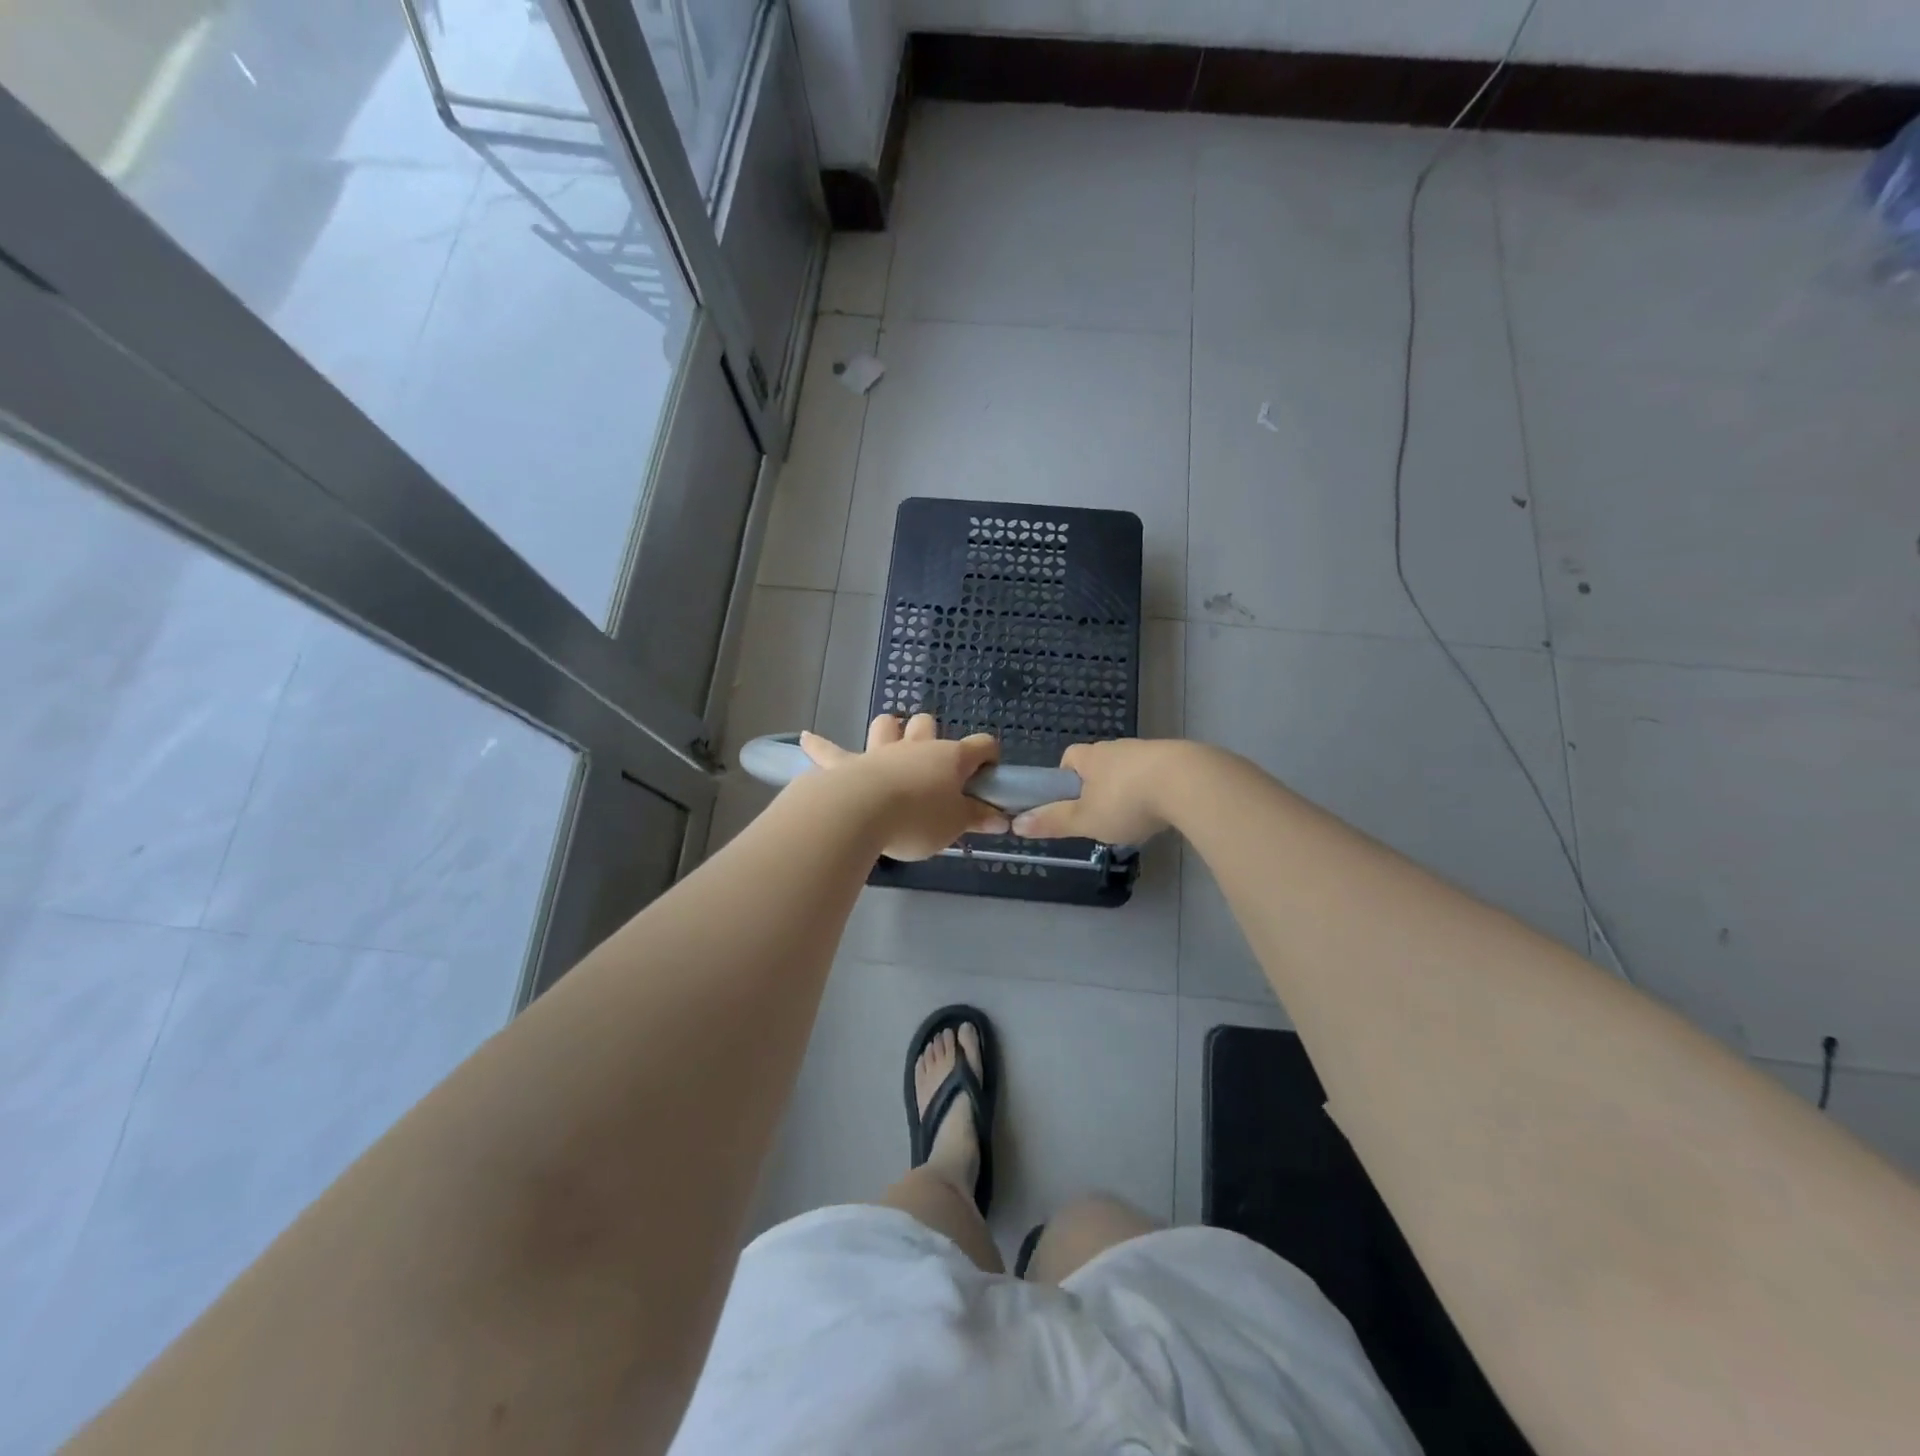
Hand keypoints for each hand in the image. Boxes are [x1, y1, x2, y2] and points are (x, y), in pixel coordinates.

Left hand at [798, 714, 1009, 859]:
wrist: (862, 813)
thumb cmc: (918, 819)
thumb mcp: (955, 825)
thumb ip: (977, 819)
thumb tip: (1001, 818)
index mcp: (949, 758)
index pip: (981, 746)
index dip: (988, 756)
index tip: (989, 774)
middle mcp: (915, 746)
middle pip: (926, 724)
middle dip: (931, 735)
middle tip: (933, 765)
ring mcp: (879, 752)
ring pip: (885, 725)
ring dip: (889, 730)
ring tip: (890, 741)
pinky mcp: (846, 764)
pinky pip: (830, 750)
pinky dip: (820, 745)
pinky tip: (807, 739)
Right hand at [1011, 739, 1186, 845]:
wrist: (1189, 782)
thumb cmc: (1127, 801)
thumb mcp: (1085, 819)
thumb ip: (1053, 822)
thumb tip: (1016, 824)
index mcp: (1091, 757)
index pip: (1069, 759)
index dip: (1065, 779)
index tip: (1070, 803)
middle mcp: (1117, 747)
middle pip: (1100, 764)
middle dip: (1099, 786)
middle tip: (1103, 816)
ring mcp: (1150, 750)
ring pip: (1131, 769)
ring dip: (1130, 788)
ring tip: (1137, 817)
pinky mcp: (1179, 759)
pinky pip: (1159, 773)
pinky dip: (1157, 789)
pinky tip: (1164, 811)